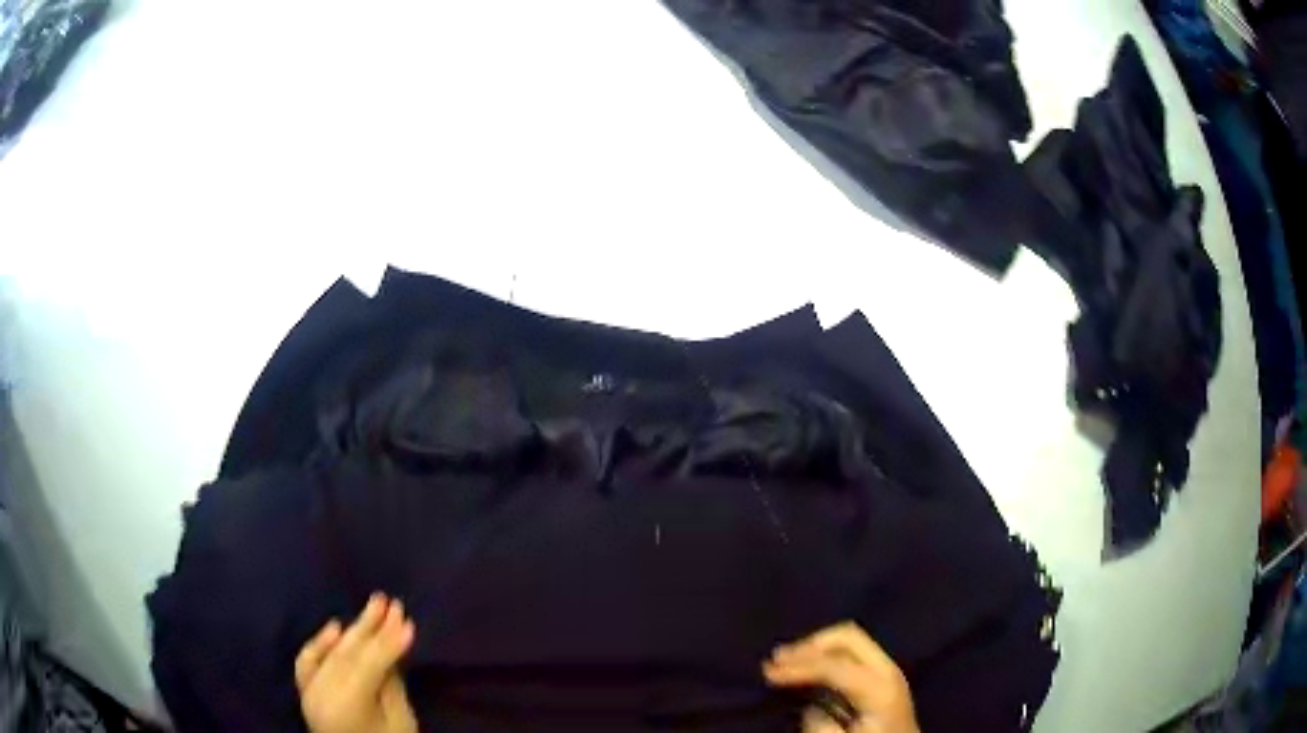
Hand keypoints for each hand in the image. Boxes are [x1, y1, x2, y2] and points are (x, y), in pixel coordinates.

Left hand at [296, 594, 418, 732]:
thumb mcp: (399, 723)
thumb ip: (392, 687)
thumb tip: (391, 654)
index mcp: (346, 703)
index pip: (369, 664)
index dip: (390, 643)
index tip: (409, 621)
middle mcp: (322, 692)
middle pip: (350, 653)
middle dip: (372, 627)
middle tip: (390, 602)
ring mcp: (310, 691)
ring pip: (333, 652)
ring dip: (354, 630)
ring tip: (373, 607)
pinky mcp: (305, 692)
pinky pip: (308, 661)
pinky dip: (319, 643)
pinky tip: (334, 626)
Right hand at [763, 622, 918, 732]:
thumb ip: (821, 726)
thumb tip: (810, 708)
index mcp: (881, 686)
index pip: (835, 665)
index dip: (799, 667)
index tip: (767, 673)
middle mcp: (887, 669)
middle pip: (848, 636)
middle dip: (810, 644)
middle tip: (777, 659)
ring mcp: (887, 670)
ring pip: (850, 640)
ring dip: (817, 646)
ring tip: (786, 659)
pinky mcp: (882, 678)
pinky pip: (853, 653)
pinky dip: (827, 654)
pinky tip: (809, 666)